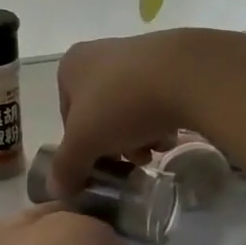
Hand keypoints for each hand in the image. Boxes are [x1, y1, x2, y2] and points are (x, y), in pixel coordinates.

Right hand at [51, 29, 217, 194]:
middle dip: (115, 143)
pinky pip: (158, 98)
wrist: (187, 74)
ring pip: (129, 109)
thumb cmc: (122, 103)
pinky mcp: (172, 61)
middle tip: (132, 161)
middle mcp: (100, 54)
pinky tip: (173, 133)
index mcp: (71, 66)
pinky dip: (161, 119)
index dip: (82, 147)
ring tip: (156, 149)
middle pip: (100, 114)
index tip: (101, 164)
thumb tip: (58, 190)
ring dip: (139, 135)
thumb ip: (67, 167)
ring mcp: (137, 54)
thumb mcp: (84, 142)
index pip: (68, 118)